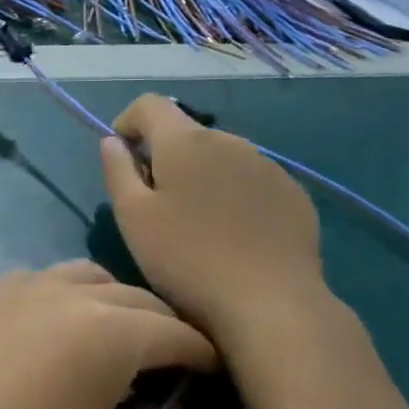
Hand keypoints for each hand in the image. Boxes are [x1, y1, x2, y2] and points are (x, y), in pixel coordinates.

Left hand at [0, 260, 216, 408]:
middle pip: (135, 297)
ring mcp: (21, 286)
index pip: (176, 333)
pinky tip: (53, 328)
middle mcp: (69, 293)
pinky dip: (63, 295)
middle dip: (162, 325)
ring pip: (86, 276)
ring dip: (112, 301)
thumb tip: (173, 406)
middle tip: (167, 361)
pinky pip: (39, 279)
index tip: (211, 373)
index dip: (202, 355)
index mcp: (111, 330)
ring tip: (111, 337)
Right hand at [101, 95, 326, 342]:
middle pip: (186, 133)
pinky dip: (232, 196)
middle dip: (164, 156)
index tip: (122, 158)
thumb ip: (117, 170)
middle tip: (155, 204)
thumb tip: (113, 142)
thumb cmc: (186, 259)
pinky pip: (251, 182)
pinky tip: (232, 236)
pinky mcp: (294, 195)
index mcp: (186, 141)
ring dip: (200, 176)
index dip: (128, 122)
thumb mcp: (132, 216)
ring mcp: (269, 167)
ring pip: (220, 158)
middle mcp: (230, 141)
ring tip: (195, 224)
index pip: (150, 104)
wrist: (271, 304)